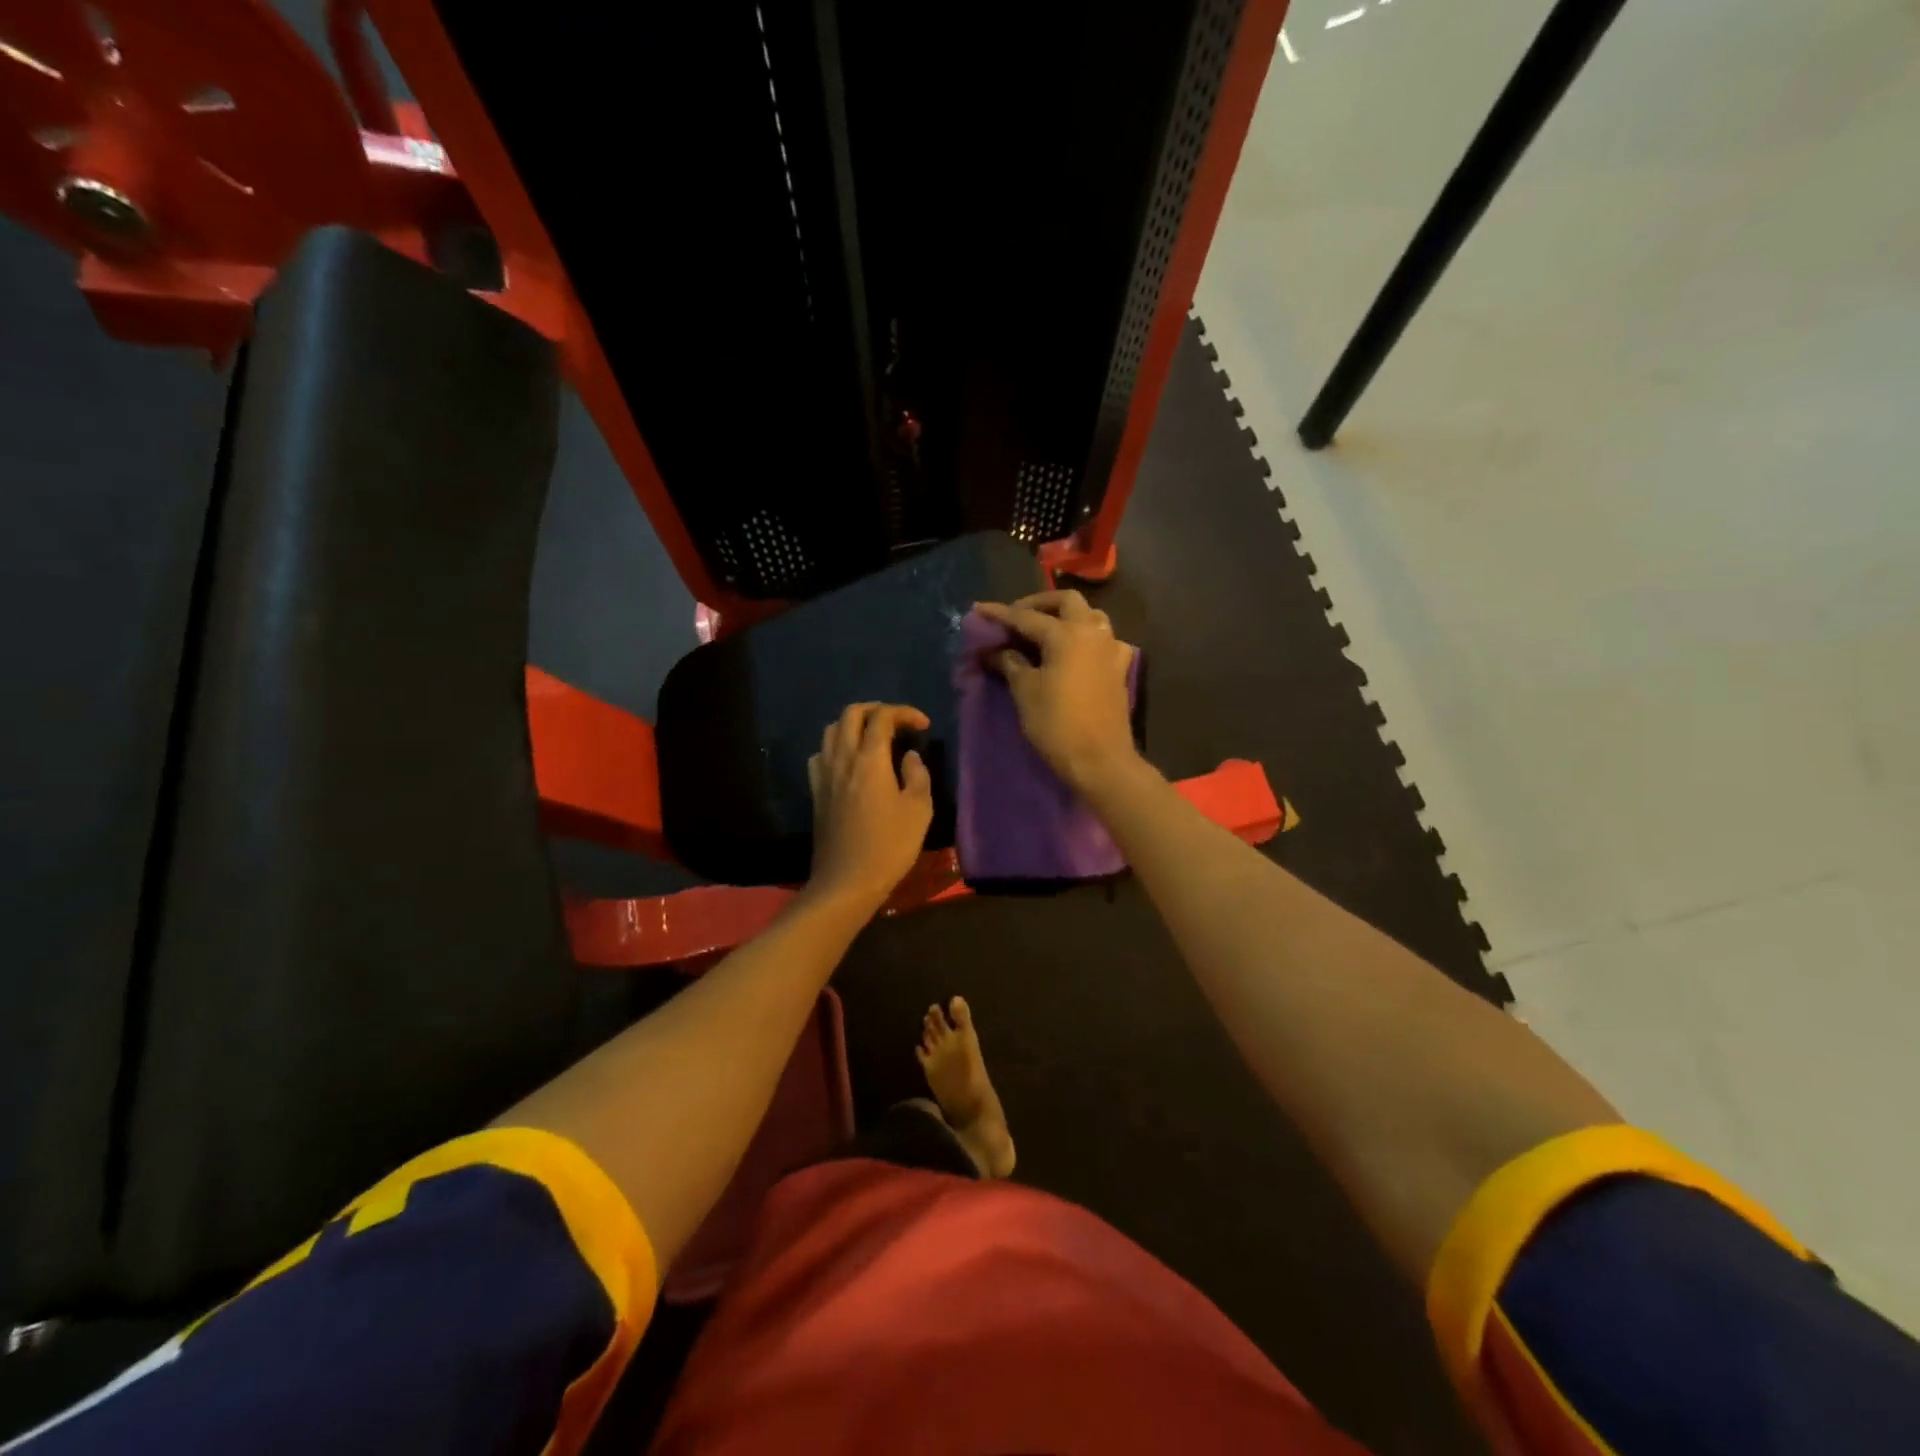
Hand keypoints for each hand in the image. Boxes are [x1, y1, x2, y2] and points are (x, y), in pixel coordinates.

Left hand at [805, 703, 934, 912]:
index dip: (904, 713)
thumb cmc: (889, 846)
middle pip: (851, 714)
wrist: (846, 881)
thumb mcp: (918, 810)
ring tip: (873, 738)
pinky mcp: (816, 792)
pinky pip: (820, 755)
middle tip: (897, 723)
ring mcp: (824, 775)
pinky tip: (849, 763)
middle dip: (876, 710)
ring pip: (831, 731)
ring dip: (853, 725)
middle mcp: (842, 759)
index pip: (883, 717)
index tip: (922, 725)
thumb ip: (917, 776)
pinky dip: (836, 748)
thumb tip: (910, 757)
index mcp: (869, 759)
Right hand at [975, 591, 1142, 796]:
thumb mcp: (1025, 692)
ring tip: (1046, 631)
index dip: (1000, 614)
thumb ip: (1010, 663)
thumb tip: (995, 651)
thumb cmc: (1057, 725)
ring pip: (1091, 616)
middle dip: (1039, 604)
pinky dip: (1088, 639)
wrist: (1100, 760)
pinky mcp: (1119, 670)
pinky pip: (1105, 641)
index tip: (979, 610)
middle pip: (1067, 602)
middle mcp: (1092, 633)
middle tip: (1017, 617)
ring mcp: (1111, 650)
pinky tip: (1077, 653)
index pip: (1026, 617)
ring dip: (1067, 616)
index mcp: (1066, 634)